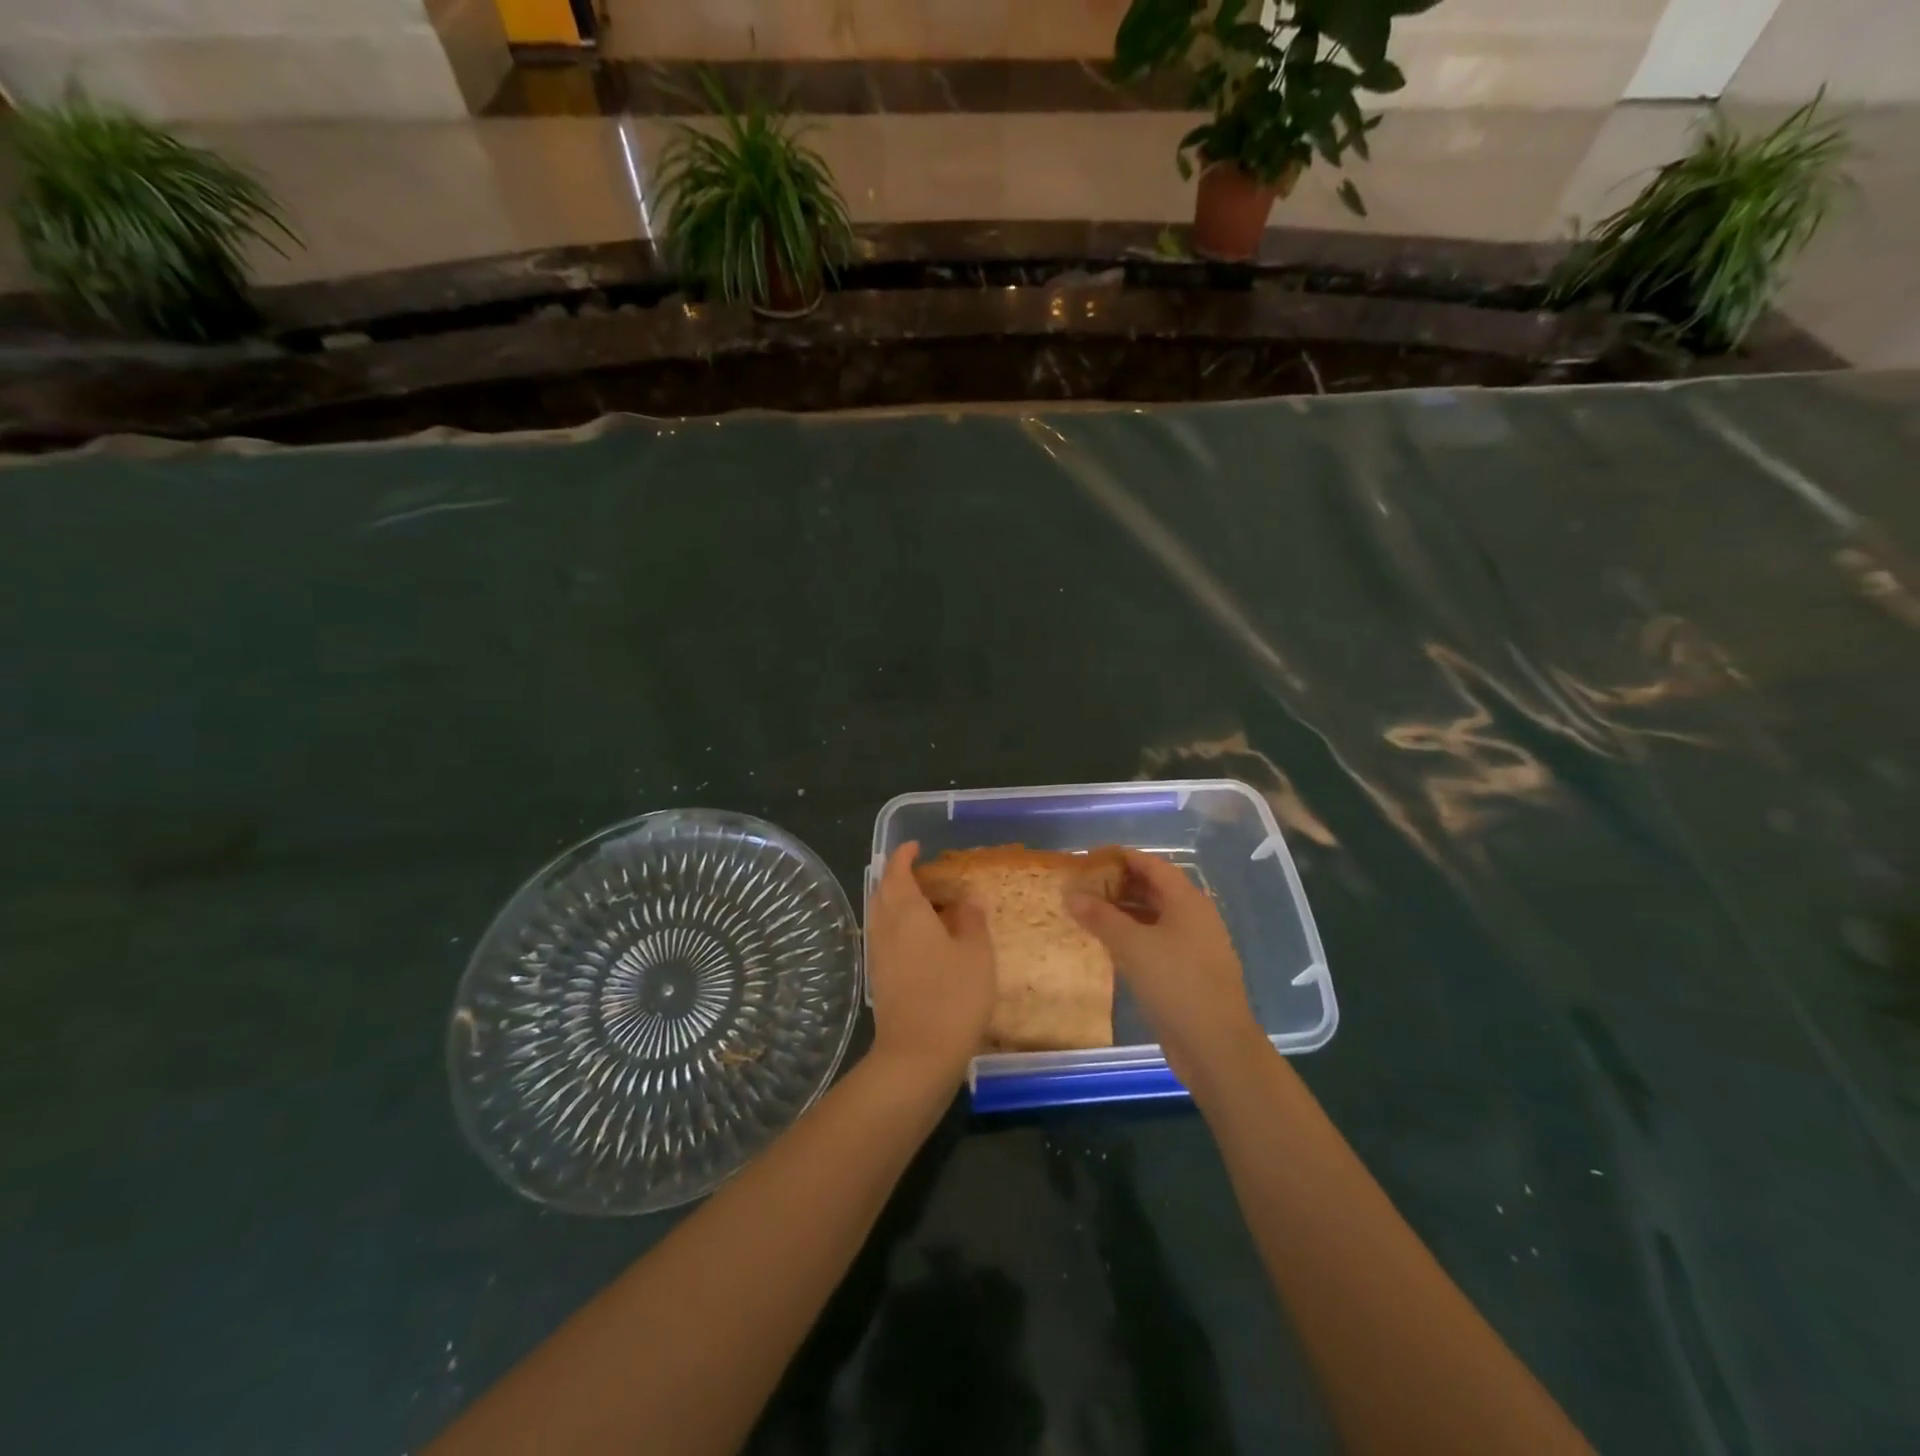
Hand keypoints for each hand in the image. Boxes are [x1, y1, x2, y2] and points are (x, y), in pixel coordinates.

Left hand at [865, 842, 996, 1083]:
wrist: (918, 1054)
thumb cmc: (953, 996)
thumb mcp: (977, 954)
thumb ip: (971, 920)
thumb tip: (966, 899)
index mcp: (906, 912)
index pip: (897, 871)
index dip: (904, 856)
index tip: (915, 846)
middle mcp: (885, 926)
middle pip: (883, 890)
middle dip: (900, 877)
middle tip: (927, 875)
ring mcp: (878, 953)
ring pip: (882, 914)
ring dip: (899, 902)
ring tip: (928, 905)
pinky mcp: (878, 976)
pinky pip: (885, 936)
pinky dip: (899, 925)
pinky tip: (922, 939)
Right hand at [1070, 849, 1266, 1088]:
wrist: (1216, 1046)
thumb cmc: (1176, 984)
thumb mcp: (1132, 946)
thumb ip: (1101, 917)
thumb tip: (1071, 893)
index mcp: (1188, 901)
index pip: (1152, 865)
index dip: (1121, 858)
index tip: (1088, 859)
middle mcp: (1194, 917)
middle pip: (1154, 889)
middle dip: (1119, 884)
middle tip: (1083, 886)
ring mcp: (1194, 946)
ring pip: (1154, 917)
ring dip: (1124, 912)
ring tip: (1089, 913)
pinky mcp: (1188, 972)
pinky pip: (1156, 942)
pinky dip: (1133, 937)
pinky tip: (1109, 946)